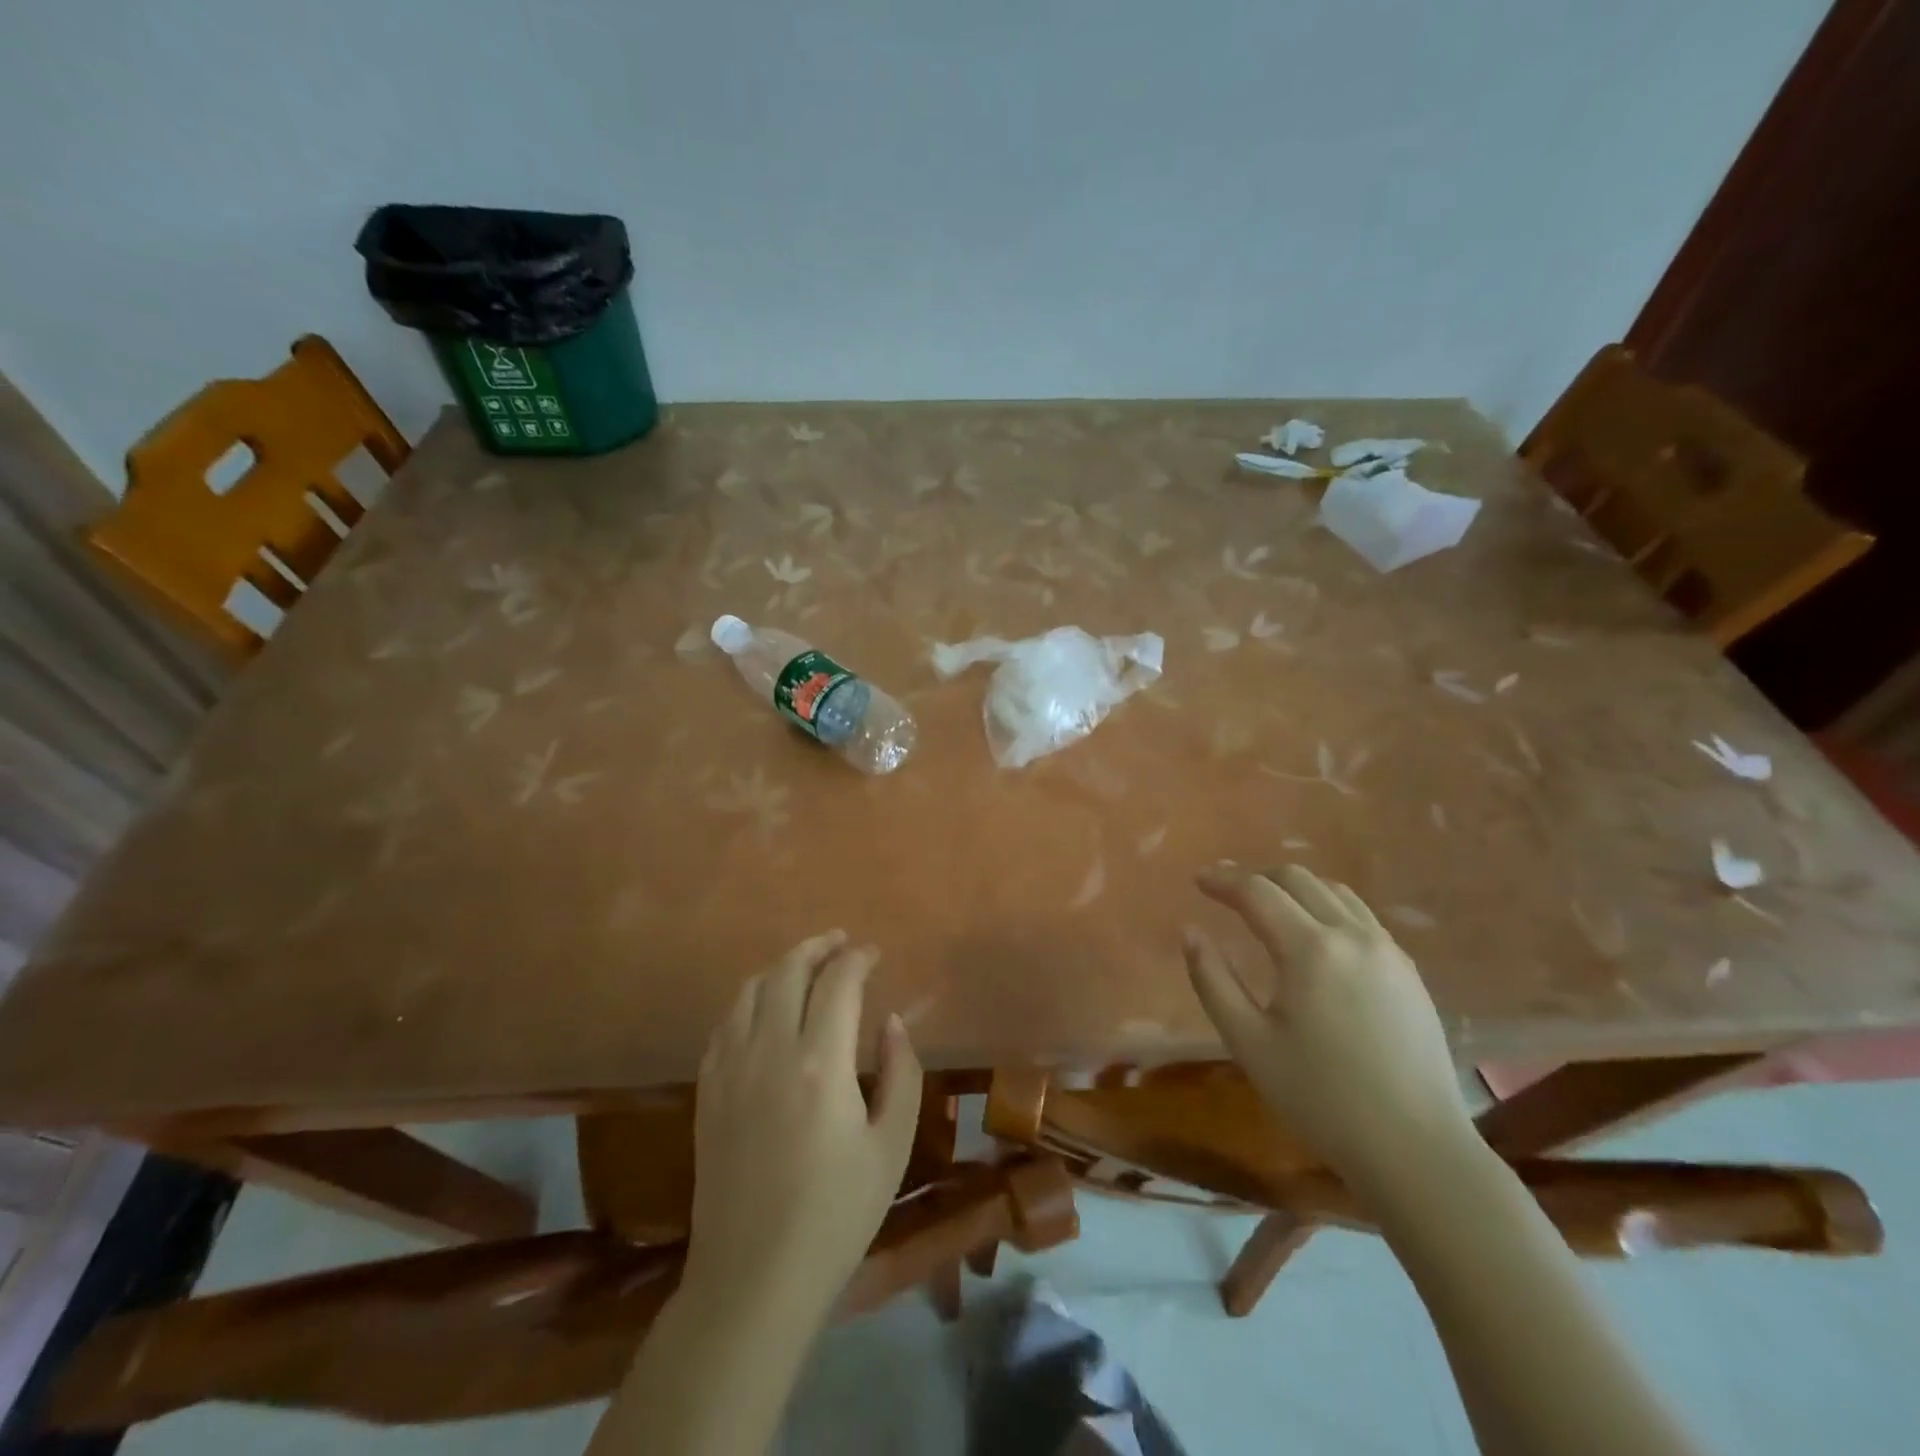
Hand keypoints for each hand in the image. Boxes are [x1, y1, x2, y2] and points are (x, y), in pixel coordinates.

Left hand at [684, 930, 922, 1317]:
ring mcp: (730, 1068)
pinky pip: (725, 1022)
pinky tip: (764, 1008)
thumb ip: (901, 1074)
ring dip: (781, 966)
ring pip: (750, 989)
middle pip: (788, 971)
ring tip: (806, 965)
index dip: (858, 958)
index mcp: (821, 1062)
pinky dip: (750, 998)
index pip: (838, 982)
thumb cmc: (835, 1215)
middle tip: (842, 943)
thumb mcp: (891, 1147)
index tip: (874, 954)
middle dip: (818, 947)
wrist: (753, 1277)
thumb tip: (892, 1021)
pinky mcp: (707, 1090)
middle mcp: (769, 1050)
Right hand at [1183, 863, 1472, 1185]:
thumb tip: (1190, 932)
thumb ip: (1212, 980)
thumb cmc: (1320, 1098)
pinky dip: (1326, 905)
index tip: (1197, 880)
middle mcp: (1352, 935)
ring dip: (1293, 886)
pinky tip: (1314, 933)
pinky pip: (1360, 915)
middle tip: (1225, 890)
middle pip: (1297, 879)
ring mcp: (1387, 950)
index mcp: (1310, 949)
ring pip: (1334, 891)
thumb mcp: (1249, 1043)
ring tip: (1267, 904)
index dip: (1223, 880)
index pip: (1257, 892)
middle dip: (1255, 876)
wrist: (1416, 1149)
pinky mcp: (1408, 971)